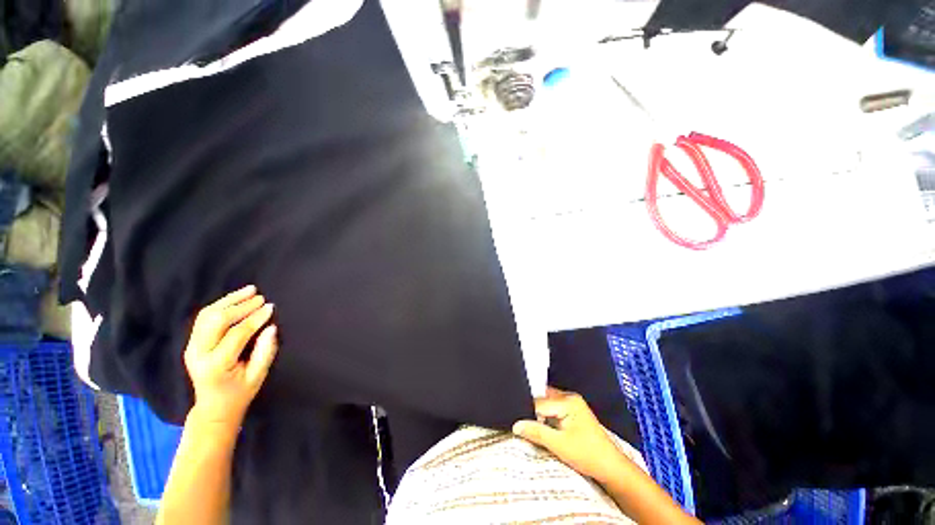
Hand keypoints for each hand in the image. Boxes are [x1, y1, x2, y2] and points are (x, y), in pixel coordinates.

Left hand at [183, 285, 278, 430]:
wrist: (213, 408)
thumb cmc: (240, 393)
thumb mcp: (258, 376)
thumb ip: (265, 351)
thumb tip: (270, 327)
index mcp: (216, 365)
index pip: (236, 334)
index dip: (255, 318)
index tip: (271, 307)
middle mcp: (199, 354)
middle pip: (216, 320)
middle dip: (240, 306)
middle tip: (261, 298)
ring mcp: (192, 347)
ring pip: (207, 315)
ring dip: (229, 301)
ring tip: (250, 290)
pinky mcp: (192, 343)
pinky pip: (204, 318)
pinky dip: (221, 305)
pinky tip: (235, 299)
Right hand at [513, 387, 627, 482]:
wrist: (611, 468)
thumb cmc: (588, 456)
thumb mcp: (559, 445)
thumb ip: (536, 432)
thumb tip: (516, 425)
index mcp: (568, 401)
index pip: (539, 403)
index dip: (527, 414)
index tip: (516, 425)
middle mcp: (569, 397)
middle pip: (542, 399)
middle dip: (532, 412)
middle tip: (521, 425)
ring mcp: (572, 403)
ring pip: (547, 403)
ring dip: (539, 414)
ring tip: (531, 427)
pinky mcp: (573, 411)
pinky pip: (553, 408)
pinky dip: (546, 416)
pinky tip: (543, 427)